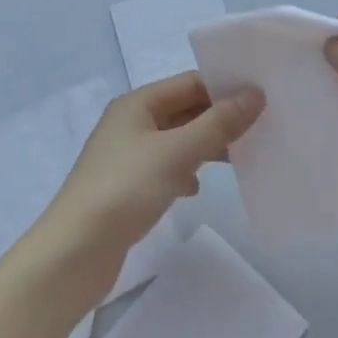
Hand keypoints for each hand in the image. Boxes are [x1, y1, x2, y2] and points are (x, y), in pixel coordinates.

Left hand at [26, 73, 264, 310]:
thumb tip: (254, 94)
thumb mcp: (176, 153)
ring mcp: (127, 156)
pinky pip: (166, 168)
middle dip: (219, 117)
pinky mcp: (127, 187)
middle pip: (184, 110)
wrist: (73, 254)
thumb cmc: (124, 190)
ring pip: (177, 140)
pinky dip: (186, 172)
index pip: (190, 82)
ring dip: (206, 145)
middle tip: (263, 125)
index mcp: (137, 103)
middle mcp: (131, 122)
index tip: (264, 95)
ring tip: (243, 155)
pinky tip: (198, 188)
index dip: (225, 86)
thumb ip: (217, 124)